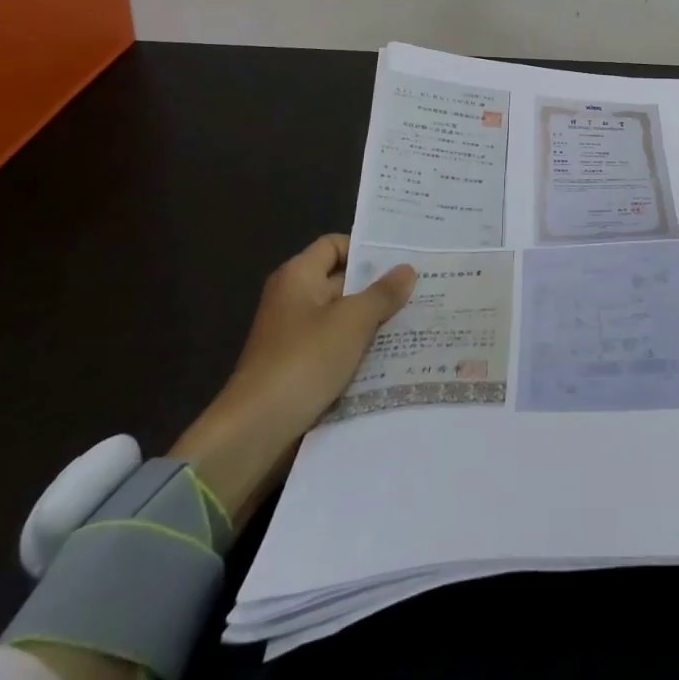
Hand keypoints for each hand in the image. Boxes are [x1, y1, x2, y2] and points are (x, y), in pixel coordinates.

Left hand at [172, 234, 414, 527]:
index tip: (402, 258)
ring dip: (374, 322)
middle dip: (379, 287)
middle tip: (423, 287)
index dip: (366, 248)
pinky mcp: (300, 370)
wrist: (255, 434)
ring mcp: (296, 337)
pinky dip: (361, 350)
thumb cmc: (303, 362)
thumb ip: (382, 293)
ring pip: (344, 319)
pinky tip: (395, 356)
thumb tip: (407, 269)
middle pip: (342, 281)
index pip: (335, 245)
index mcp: (298, 277)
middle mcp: (294, 301)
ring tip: (418, 320)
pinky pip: (338, 349)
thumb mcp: (352, 322)